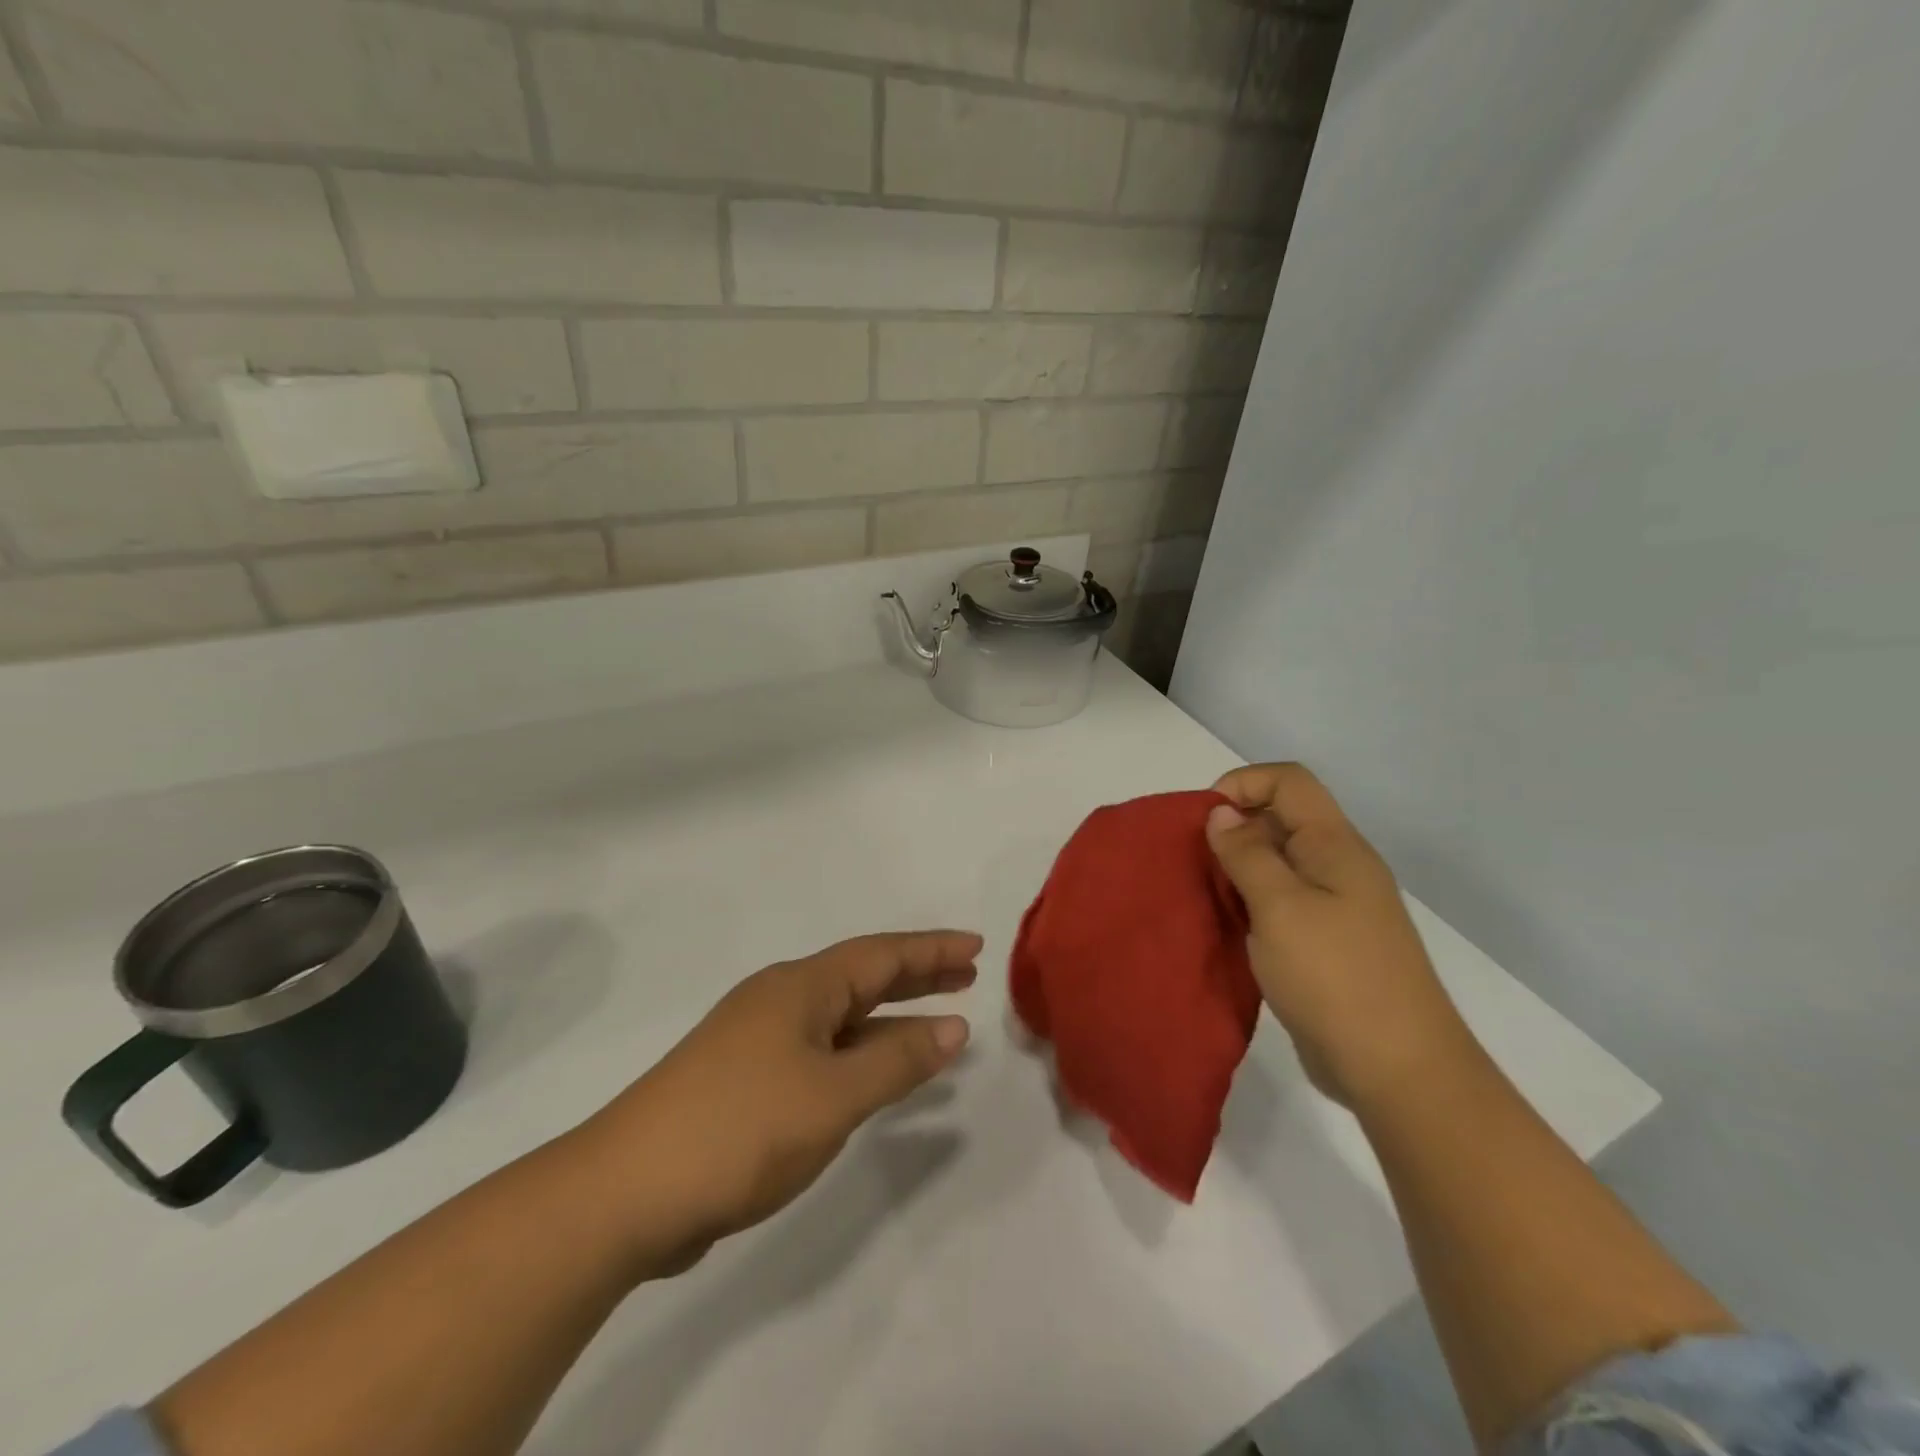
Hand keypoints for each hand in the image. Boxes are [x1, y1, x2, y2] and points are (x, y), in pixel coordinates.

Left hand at [581, 931, 978, 1274]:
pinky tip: (875, 1075)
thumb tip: (954, 1027)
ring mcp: (758, 1040)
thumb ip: (898, 1060)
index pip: (882, 954)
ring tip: (938, 1022)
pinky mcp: (745, 1081)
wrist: (626, 1191)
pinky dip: (859, 1052)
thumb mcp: (833, 1094)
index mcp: (800, 987)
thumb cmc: (741, 1128)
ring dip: (890, 1017)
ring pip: (842, 1017)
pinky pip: (822, 1050)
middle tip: (966, 974)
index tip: (976, 945)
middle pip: (862, 977)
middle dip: (917, 975)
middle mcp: (780, 1001)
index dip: (932, 949)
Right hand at [1205, 763, 1473, 1108]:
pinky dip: (1249, 904)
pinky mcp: (1325, 943)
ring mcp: (1335, 907)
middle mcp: (1338, 867)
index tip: (1203, 819)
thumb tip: (1222, 813)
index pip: (1289, 781)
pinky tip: (1227, 926)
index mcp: (1335, 846)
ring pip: (1277, 863)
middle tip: (1194, 861)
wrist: (1397, 1070)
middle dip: (1233, 827)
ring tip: (1203, 894)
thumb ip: (1247, 854)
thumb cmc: (1336, 977)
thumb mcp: (1280, 907)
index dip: (1243, 784)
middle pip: (1281, 818)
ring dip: (1237, 869)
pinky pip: (1280, 903)